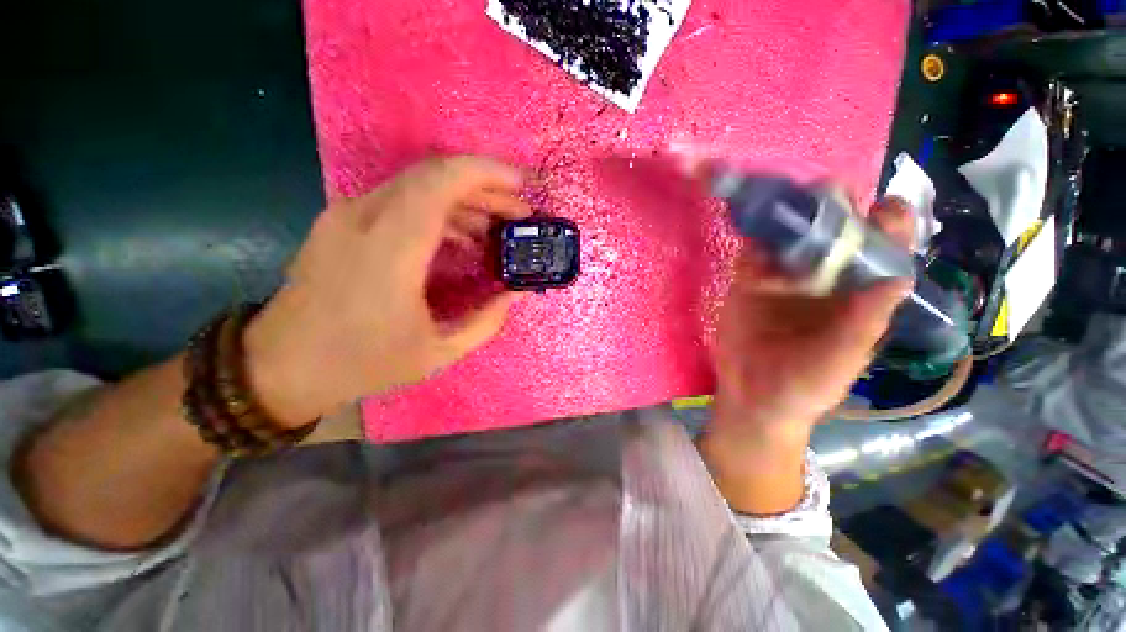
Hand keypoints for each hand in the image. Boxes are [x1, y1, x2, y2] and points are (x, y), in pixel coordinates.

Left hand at [243, 156, 530, 426]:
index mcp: (390, 248)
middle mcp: (364, 218)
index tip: (521, 185)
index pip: (440, 182)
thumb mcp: (438, 352)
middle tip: (518, 213)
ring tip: (496, 228)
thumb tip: (513, 294)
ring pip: (417, 186)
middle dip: (485, 188)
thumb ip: (485, 321)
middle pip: (433, 177)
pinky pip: (400, 202)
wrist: (280, 367)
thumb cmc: (362, 362)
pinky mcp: (342, 223)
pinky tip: (461, 238)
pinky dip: (439, 212)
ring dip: (464, 201)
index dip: (486, 173)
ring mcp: (347, 216)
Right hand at [700, 197, 912, 513]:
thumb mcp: (840, 360)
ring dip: (788, 217)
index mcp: (857, 294)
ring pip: (790, 237)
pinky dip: (752, 239)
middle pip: (834, 234)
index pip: (881, 251)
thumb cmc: (806, 385)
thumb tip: (899, 278)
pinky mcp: (749, 283)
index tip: (883, 207)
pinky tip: (750, 224)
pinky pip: (752, 255)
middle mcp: (824, 279)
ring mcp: (783, 279)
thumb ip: (865, 324)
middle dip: (832, 209)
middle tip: (823, 193)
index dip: (888, 226)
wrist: (753, 395)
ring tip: (783, 198)